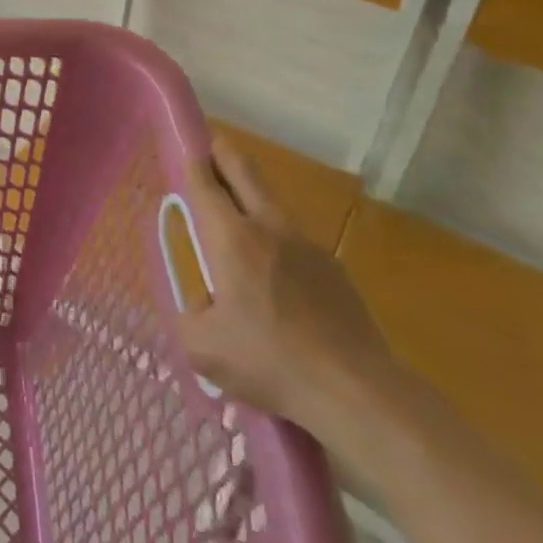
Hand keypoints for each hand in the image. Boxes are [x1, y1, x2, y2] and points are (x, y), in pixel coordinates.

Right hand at [177, 136, 401, 439]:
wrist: (357, 392)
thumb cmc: (270, 362)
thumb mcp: (204, 350)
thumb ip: (188, 319)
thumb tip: (194, 308)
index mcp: (231, 238)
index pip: (205, 182)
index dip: (192, 161)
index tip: (184, 150)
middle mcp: (268, 227)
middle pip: (244, 170)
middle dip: (224, 154)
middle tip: (210, 154)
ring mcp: (307, 244)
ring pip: (271, 202)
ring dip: (251, 198)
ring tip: (237, 226)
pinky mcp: (334, 268)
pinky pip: (294, 240)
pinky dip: (277, 242)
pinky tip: (276, 282)